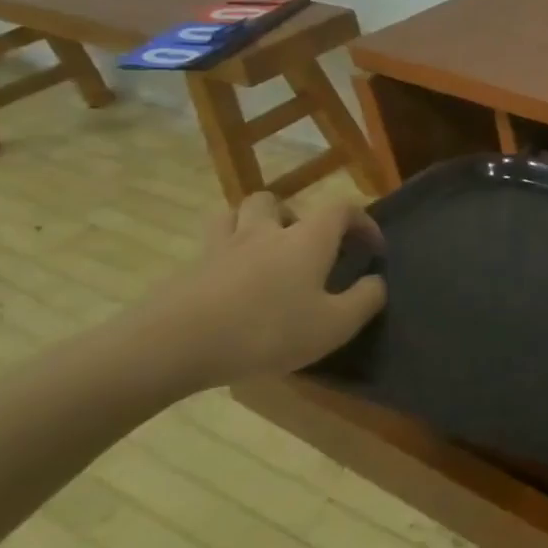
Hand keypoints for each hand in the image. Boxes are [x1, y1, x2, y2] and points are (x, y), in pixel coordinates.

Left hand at [137, 193, 387, 391]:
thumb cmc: (266, 331)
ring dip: (250, 224)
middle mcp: (264, 232)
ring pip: (232, 215)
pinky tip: (229, 287)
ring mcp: (220, 248)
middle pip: (274, 200)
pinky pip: (208, 250)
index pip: (341, 208)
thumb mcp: (334, 325)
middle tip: (303, 244)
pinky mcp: (187, 271)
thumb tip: (376, 281)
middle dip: (293, 215)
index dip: (362, 220)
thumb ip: (365, 300)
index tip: (372, 247)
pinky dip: (222, 258)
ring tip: (262, 252)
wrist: (171, 346)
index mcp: (306, 239)